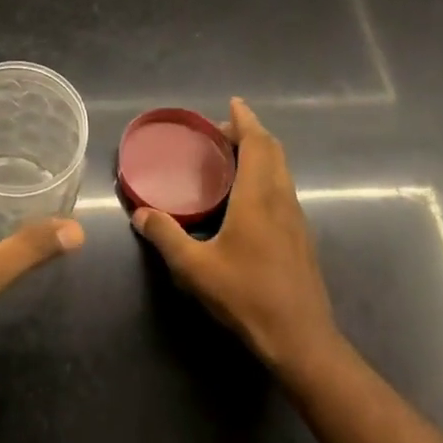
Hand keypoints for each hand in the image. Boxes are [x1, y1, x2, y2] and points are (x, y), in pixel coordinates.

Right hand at [132, 98, 339, 377]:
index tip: (233, 103)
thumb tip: (141, 213)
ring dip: (261, 153)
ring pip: (281, 170)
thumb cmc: (248, 297)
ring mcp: (296, 218)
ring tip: (232, 157)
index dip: (245, 120)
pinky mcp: (301, 236)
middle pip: (273, 151)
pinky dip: (266, 174)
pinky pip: (283, 188)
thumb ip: (166, 237)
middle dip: (251, 133)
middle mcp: (282, 199)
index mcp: (259, 197)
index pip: (257, 144)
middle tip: (222, 131)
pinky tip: (246, 197)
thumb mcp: (196, 269)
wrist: (302, 339)